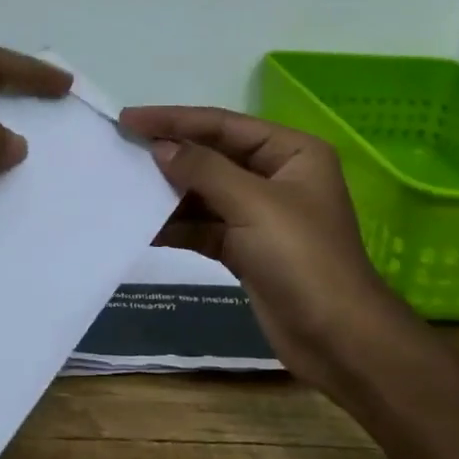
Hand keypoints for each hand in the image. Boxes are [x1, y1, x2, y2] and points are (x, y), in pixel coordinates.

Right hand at [117, 106, 394, 386]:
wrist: (338, 340)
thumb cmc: (302, 259)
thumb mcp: (253, 204)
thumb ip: (204, 170)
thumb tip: (161, 148)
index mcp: (291, 152)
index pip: (223, 124)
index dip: (175, 120)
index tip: (129, 119)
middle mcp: (276, 176)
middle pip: (212, 155)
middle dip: (170, 155)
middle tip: (121, 148)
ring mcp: (259, 214)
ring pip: (204, 192)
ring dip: (169, 192)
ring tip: (125, 186)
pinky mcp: (245, 248)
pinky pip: (203, 226)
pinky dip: (177, 226)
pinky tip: (144, 227)